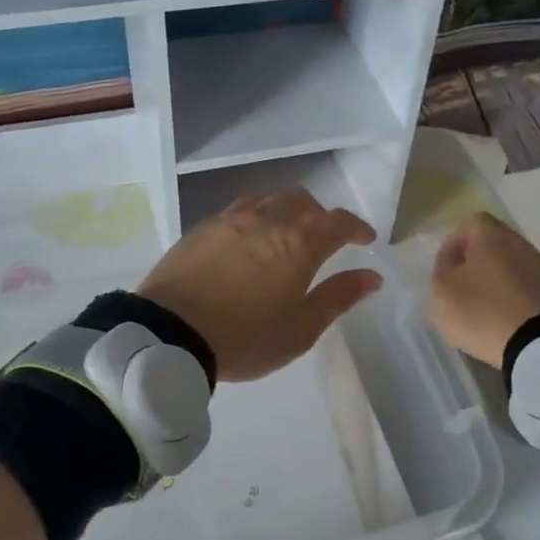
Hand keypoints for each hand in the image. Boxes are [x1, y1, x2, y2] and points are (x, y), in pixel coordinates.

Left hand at [138, 189, 381, 382]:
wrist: (169, 335)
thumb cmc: (244, 339)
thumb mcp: (299, 330)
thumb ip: (337, 298)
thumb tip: (370, 277)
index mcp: (298, 245)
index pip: (338, 222)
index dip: (357, 228)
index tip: (366, 239)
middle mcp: (266, 221)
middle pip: (302, 201)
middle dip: (320, 215)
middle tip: (324, 240)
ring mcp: (229, 221)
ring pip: (267, 200)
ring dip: (285, 211)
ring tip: (285, 235)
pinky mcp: (200, 229)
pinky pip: (237, 211)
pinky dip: (254, 218)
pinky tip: (247, 241)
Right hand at [430, 213, 539, 368]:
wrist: (537, 344)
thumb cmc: (481, 310)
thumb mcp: (442, 288)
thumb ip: (443, 266)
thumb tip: (453, 257)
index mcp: (492, 235)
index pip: (471, 223)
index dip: (455, 242)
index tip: (445, 267)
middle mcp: (521, 243)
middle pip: (494, 244)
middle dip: (477, 261)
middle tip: (462, 287)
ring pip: (512, 265)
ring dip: (497, 280)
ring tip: (483, 306)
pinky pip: (527, 287)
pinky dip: (514, 297)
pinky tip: (505, 318)